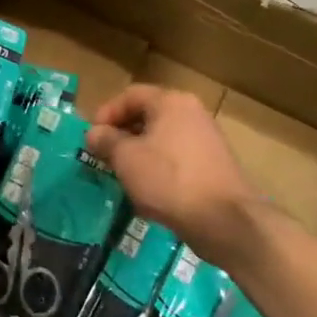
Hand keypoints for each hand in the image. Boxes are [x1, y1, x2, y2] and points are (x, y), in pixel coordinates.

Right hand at [86, 86, 263, 269]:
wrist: (226, 221)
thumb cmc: (169, 180)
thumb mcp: (126, 158)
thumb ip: (106, 141)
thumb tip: (93, 133)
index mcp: (171, 102)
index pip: (130, 95)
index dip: (106, 114)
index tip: (91, 138)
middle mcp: (192, 113)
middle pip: (147, 114)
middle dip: (121, 134)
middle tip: (103, 156)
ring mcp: (206, 139)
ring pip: (161, 138)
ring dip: (138, 153)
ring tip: (123, 175)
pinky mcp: (213, 165)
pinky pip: (176, 157)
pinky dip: (158, 167)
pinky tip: (149, 190)